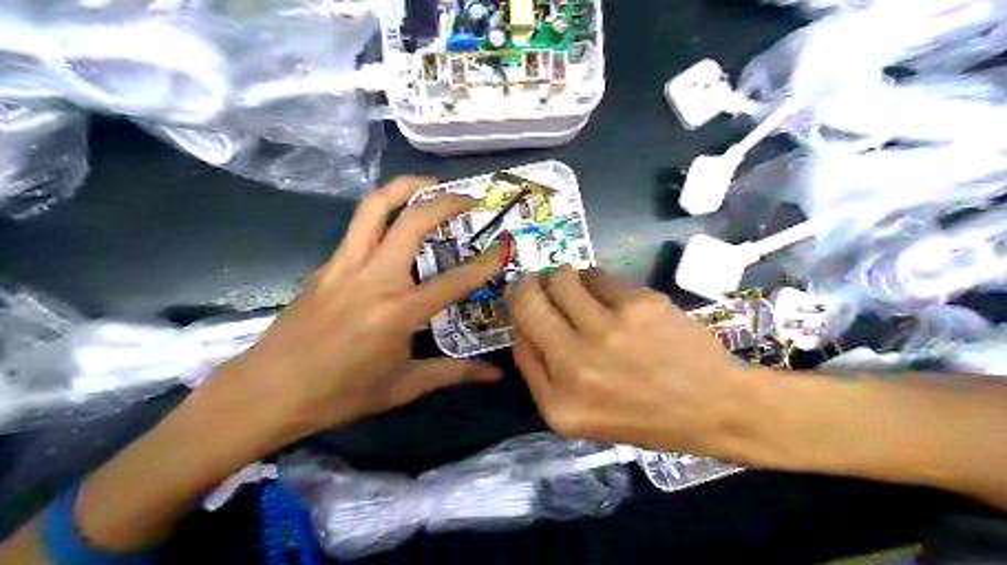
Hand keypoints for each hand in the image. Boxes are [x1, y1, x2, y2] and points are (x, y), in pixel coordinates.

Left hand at [209, 180, 506, 443]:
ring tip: (429, 183)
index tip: (503, 246)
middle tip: (468, 197)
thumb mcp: (403, 387)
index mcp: (398, 312)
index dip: (485, 263)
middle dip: (445, 201)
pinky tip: (394, 227)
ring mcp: (344, 266)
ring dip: (404, 187)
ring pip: (373, 207)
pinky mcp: (326, 265)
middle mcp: (373, 278)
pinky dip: (381, 214)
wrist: (269, 391)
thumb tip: (495, 374)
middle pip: (411, 221)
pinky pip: (357, 227)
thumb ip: (453, 372)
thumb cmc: (341, 393)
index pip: (454, 280)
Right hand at [512, 268, 764, 456]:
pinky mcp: (637, 304)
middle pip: (528, 303)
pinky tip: (608, 290)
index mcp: (558, 403)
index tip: (526, 302)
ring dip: (562, 277)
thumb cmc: (647, 417)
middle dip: (528, 286)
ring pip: (561, 279)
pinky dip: (595, 278)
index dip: (519, 315)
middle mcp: (575, 365)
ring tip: (575, 284)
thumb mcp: (585, 417)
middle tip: (538, 280)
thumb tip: (525, 322)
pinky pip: (598, 275)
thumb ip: (546, 376)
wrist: (715, 406)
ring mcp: (607, 331)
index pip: (518, 342)